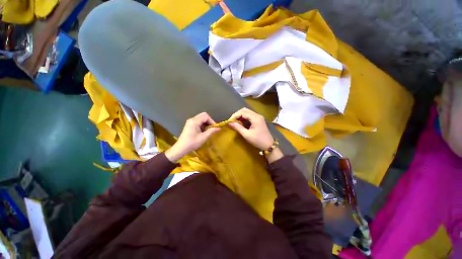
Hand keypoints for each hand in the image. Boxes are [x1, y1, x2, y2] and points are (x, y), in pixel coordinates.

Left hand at [165, 112, 219, 161]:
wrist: (181, 148)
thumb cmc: (192, 143)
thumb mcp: (203, 137)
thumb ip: (211, 131)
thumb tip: (219, 128)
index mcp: (194, 121)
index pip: (206, 116)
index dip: (212, 121)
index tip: (214, 128)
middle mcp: (192, 119)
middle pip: (203, 115)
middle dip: (209, 121)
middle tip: (212, 128)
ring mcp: (190, 122)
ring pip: (201, 118)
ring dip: (206, 123)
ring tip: (208, 130)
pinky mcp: (189, 125)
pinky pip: (198, 121)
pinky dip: (202, 124)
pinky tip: (203, 131)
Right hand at [229, 108, 282, 162]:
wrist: (268, 145)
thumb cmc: (258, 140)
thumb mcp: (247, 135)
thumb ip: (238, 127)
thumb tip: (230, 123)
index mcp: (255, 118)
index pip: (243, 112)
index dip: (235, 115)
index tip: (229, 121)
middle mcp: (257, 115)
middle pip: (245, 110)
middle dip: (237, 114)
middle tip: (232, 121)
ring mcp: (258, 117)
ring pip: (247, 112)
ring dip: (240, 116)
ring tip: (235, 122)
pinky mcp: (258, 120)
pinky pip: (249, 116)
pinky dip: (244, 118)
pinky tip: (241, 123)